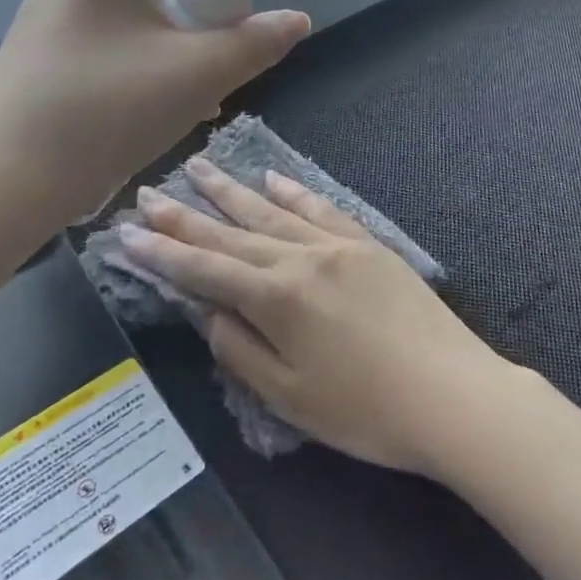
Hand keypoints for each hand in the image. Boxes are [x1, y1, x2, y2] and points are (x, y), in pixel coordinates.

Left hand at [0, 0, 308, 223]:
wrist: (5, 179)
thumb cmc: (109, 113)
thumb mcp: (199, 76)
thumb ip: (257, 42)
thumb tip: (298, 18)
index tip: (231, 48)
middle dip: (198, 33)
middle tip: (206, 83)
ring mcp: (48, 0)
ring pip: (139, 17)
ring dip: (171, 53)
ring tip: (177, 104)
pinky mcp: (36, 38)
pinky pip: (108, 37)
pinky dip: (135, 63)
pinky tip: (139, 107)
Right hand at [119, 161, 515, 474]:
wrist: (453, 394)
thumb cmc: (366, 411)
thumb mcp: (289, 396)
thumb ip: (241, 349)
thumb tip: (209, 311)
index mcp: (277, 298)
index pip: (204, 269)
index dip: (163, 253)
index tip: (128, 233)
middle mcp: (302, 258)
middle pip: (232, 232)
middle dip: (186, 215)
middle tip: (149, 193)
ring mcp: (339, 245)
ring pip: (273, 210)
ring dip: (232, 191)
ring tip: (199, 168)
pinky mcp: (369, 244)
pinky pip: (321, 208)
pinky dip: (293, 192)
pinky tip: (273, 178)